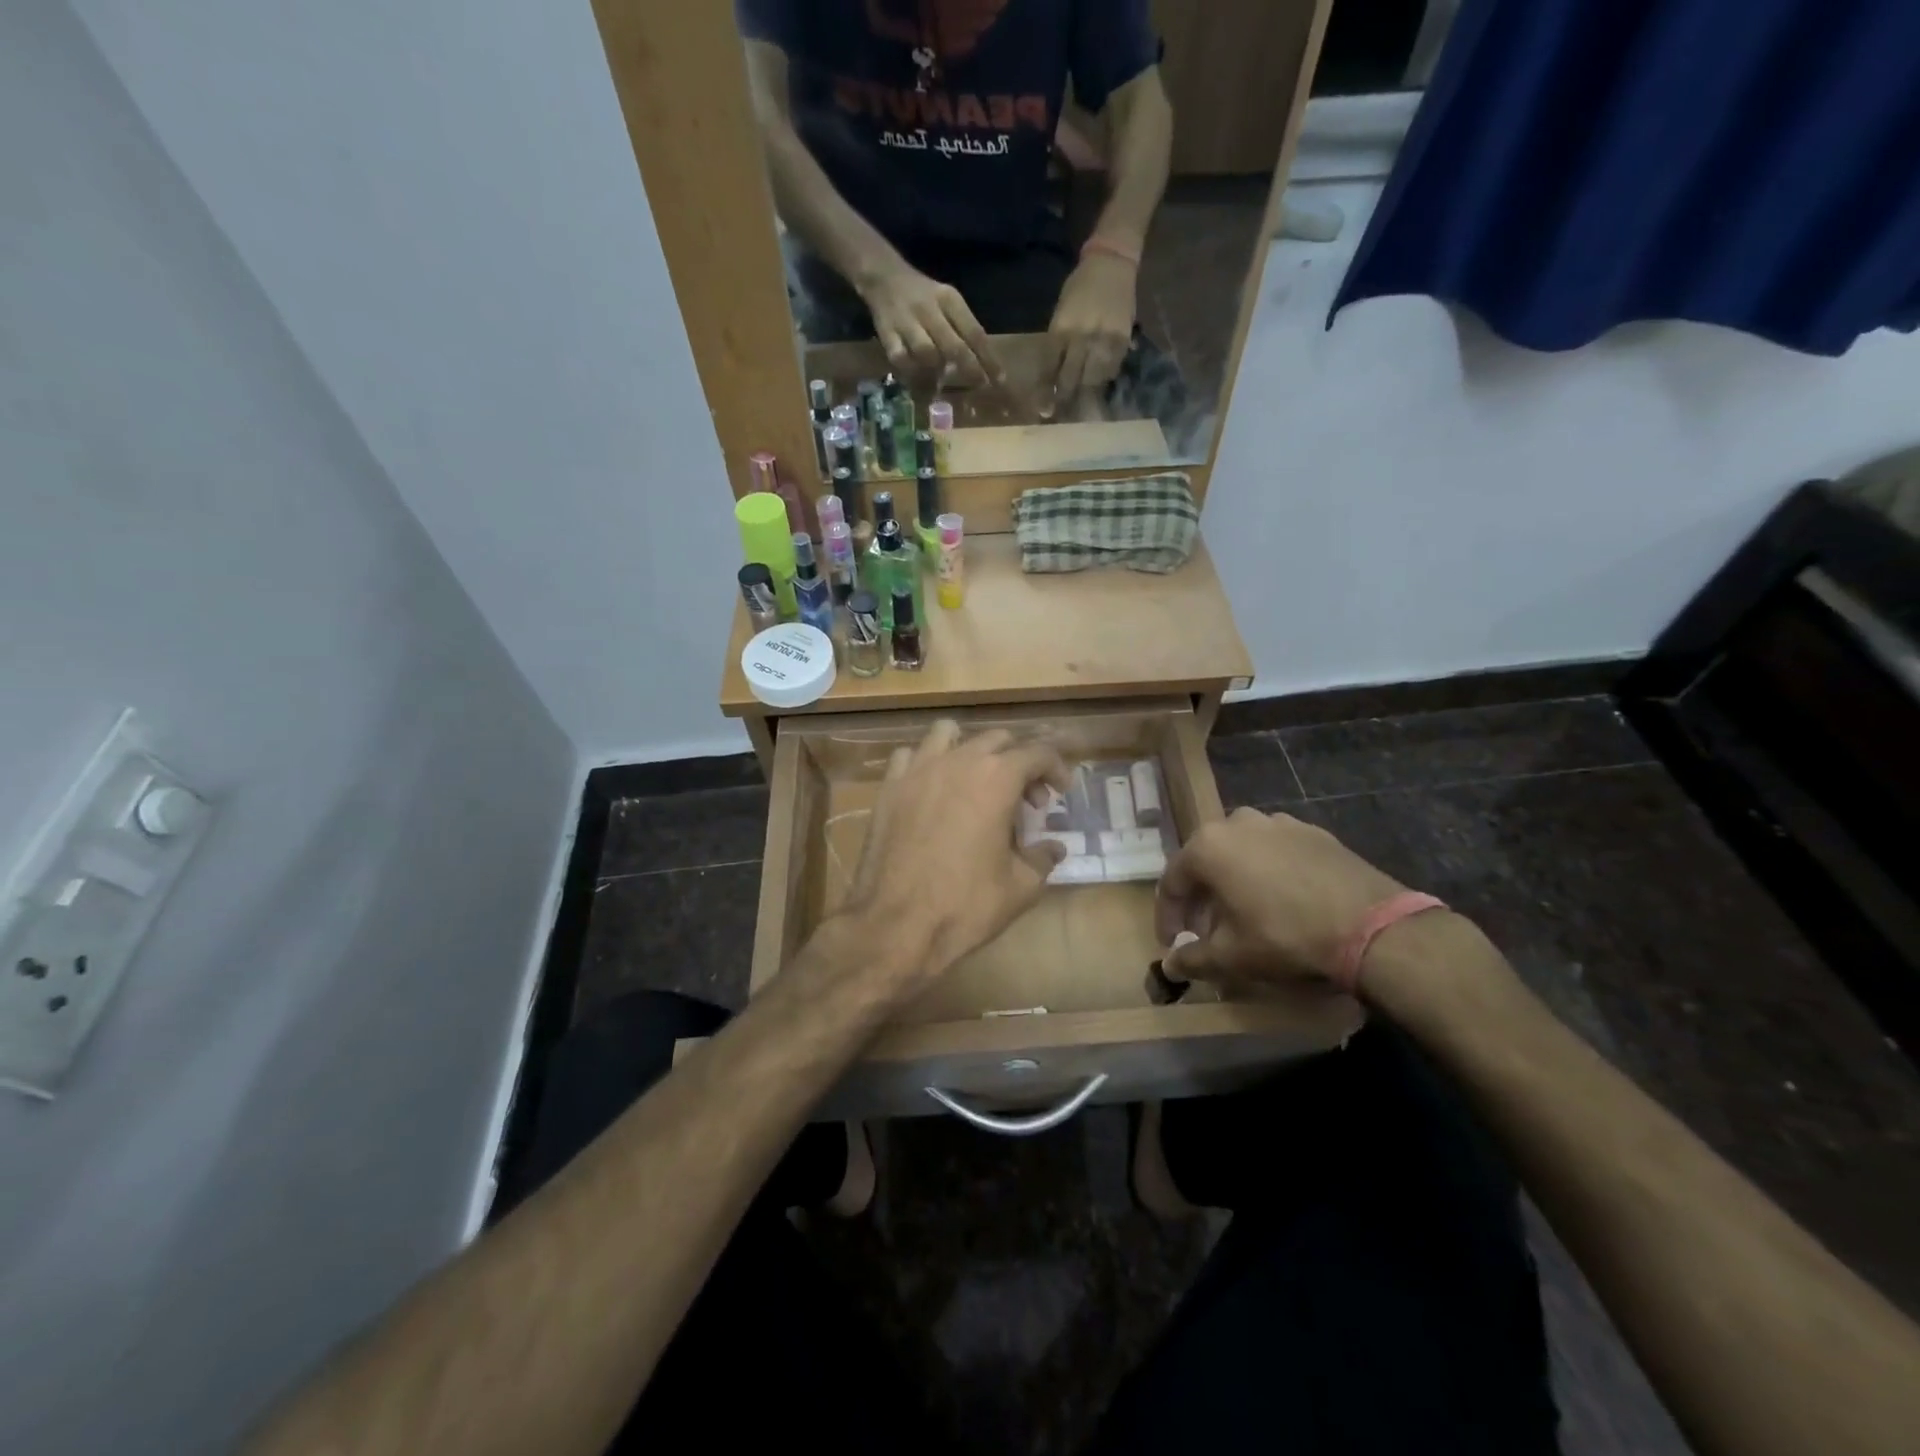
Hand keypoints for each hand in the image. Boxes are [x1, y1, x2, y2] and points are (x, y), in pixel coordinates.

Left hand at [844, 722, 1069, 990]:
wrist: (895, 925)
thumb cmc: (966, 905)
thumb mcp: (1020, 888)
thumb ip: (1042, 858)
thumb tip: (1054, 848)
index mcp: (997, 779)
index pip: (1038, 752)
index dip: (1056, 768)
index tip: (1061, 791)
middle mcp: (958, 761)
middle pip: (997, 739)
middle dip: (1018, 762)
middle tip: (1025, 800)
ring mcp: (918, 770)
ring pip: (948, 733)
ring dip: (970, 750)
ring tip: (976, 781)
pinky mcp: (889, 787)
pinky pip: (910, 755)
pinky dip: (927, 763)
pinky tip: (933, 790)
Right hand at [858, 263, 1001, 385]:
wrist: (884, 276)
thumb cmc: (923, 295)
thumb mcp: (948, 302)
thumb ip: (963, 329)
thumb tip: (981, 365)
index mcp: (949, 300)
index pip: (974, 333)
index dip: (988, 359)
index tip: (999, 380)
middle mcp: (930, 310)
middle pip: (954, 346)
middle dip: (970, 369)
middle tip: (979, 385)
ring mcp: (907, 322)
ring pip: (927, 353)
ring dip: (937, 370)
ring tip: (940, 379)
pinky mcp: (887, 333)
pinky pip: (900, 358)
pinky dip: (910, 370)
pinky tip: (915, 376)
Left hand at [1047, 252, 1136, 404]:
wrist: (1112, 263)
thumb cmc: (1080, 287)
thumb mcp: (1061, 313)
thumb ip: (1057, 343)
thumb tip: (1053, 375)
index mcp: (1061, 329)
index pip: (1050, 369)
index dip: (1047, 392)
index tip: (1044, 410)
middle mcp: (1081, 337)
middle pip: (1071, 379)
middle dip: (1065, 400)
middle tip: (1061, 416)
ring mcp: (1103, 340)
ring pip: (1093, 380)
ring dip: (1086, 396)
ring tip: (1081, 410)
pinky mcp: (1122, 340)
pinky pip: (1112, 369)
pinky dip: (1104, 380)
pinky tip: (1100, 385)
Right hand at [1155, 808, 1406, 989]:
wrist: (1372, 926)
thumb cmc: (1285, 936)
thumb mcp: (1231, 957)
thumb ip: (1192, 959)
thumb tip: (1169, 965)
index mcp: (1207, 846)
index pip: (1172, 882)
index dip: (1168, 916)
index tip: (1172, 943)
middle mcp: (1236, 823)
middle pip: (1206, 862)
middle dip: (1201, 899)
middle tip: (1207, 932)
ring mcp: (1278, 822)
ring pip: (1241, 853)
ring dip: (1234, 882)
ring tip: (1245, 914)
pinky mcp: (1313, 832)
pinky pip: (1276, 851)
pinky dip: (1269, 873)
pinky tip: (1282, 901)